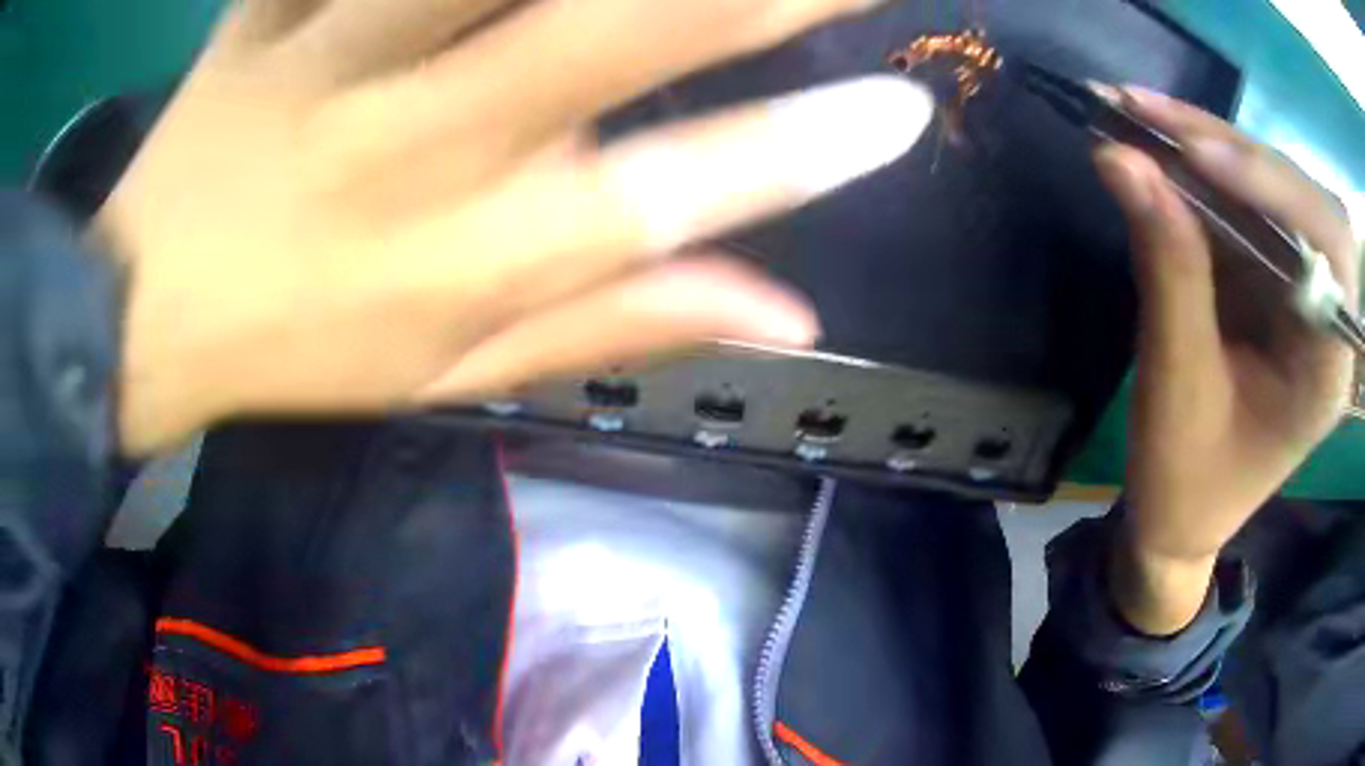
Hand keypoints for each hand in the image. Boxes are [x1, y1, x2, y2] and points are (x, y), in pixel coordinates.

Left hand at [97, 0, 932, 453]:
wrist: (149, 320)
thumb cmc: (297, 350)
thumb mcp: (456, 373)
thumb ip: (620, 324)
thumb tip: (789, 311)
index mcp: (474, 259)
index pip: (683, 196)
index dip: (812, 150)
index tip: (908, 108)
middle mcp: (418, 148)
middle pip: (618, 30)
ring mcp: (328, 64)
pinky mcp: (263, 19)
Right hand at [1094, 88, 1357, 633]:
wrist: (1180, 520)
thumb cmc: (1187, 483)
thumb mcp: (1177, 390)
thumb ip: (1167, 271)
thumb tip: (1121, 159)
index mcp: (1326, 368)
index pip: (1328, 249)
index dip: (1274, 187)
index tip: (1197, 154)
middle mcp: (1323, 314)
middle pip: (1297, 199)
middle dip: (1226, 147)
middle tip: (1143, 111)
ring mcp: (1296, 289)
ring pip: (1266, 189)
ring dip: (1202, 144)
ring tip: (1133, 113)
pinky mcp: (1267, 276)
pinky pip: (1240, 205)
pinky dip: (1195, 171)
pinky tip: (1154, 147)